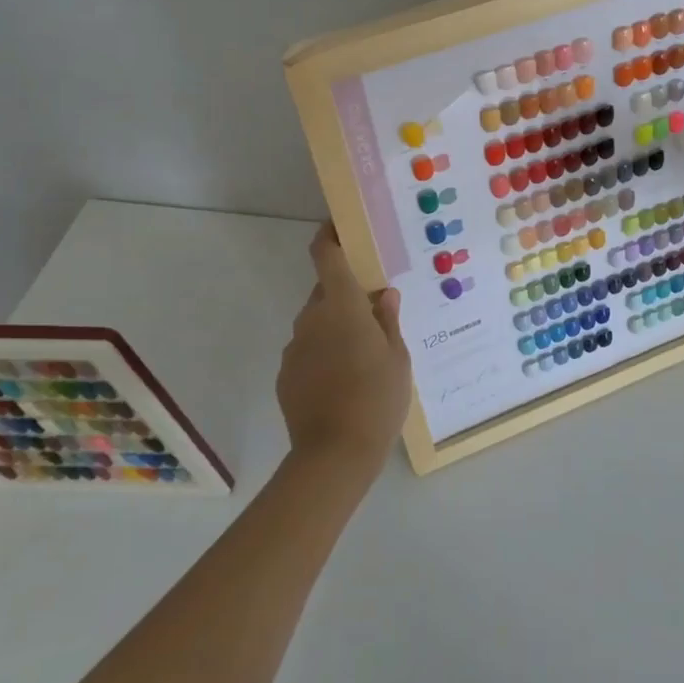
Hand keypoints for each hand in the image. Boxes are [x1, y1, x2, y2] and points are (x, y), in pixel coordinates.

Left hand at [279, 224, 412, 479]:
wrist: (334, 455)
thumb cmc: (377, 398)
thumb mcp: (397, 358)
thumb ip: (388, 321)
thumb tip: (384, 295)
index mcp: (341, 305)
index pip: (326, 255)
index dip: (329, 235)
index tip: (340, 226)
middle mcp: (312, 318)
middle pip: (325, 291)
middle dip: (346, 294)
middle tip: (373, 312)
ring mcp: (295, 347)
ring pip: (317, 323)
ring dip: (336, 327)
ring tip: (362, 355)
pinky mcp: (286, 375)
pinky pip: (308, 351)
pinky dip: (323, 354)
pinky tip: (343, 381)